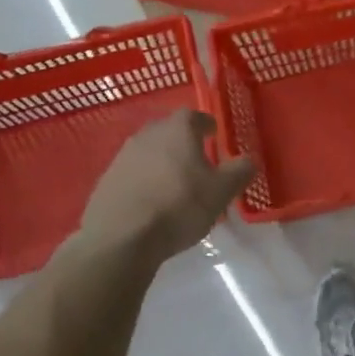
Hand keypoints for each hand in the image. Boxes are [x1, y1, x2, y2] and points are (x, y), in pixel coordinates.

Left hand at [74, 110, 255, 265]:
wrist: (120, 239)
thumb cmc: (178, 206)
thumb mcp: (221, 191)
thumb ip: (239, 171)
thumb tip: (249, 160)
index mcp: (178, 129)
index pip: (195, 116)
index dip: (206, 125)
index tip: (214, 136)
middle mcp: (148, 134)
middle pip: (169, 131)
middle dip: (183, 143)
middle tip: (196, 161)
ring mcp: (122, 157)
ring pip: (149, 152)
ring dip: (161, 163)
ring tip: (173, 185)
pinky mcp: (105, 182)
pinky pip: (131, 174)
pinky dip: (143, 182)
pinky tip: (150, 203)